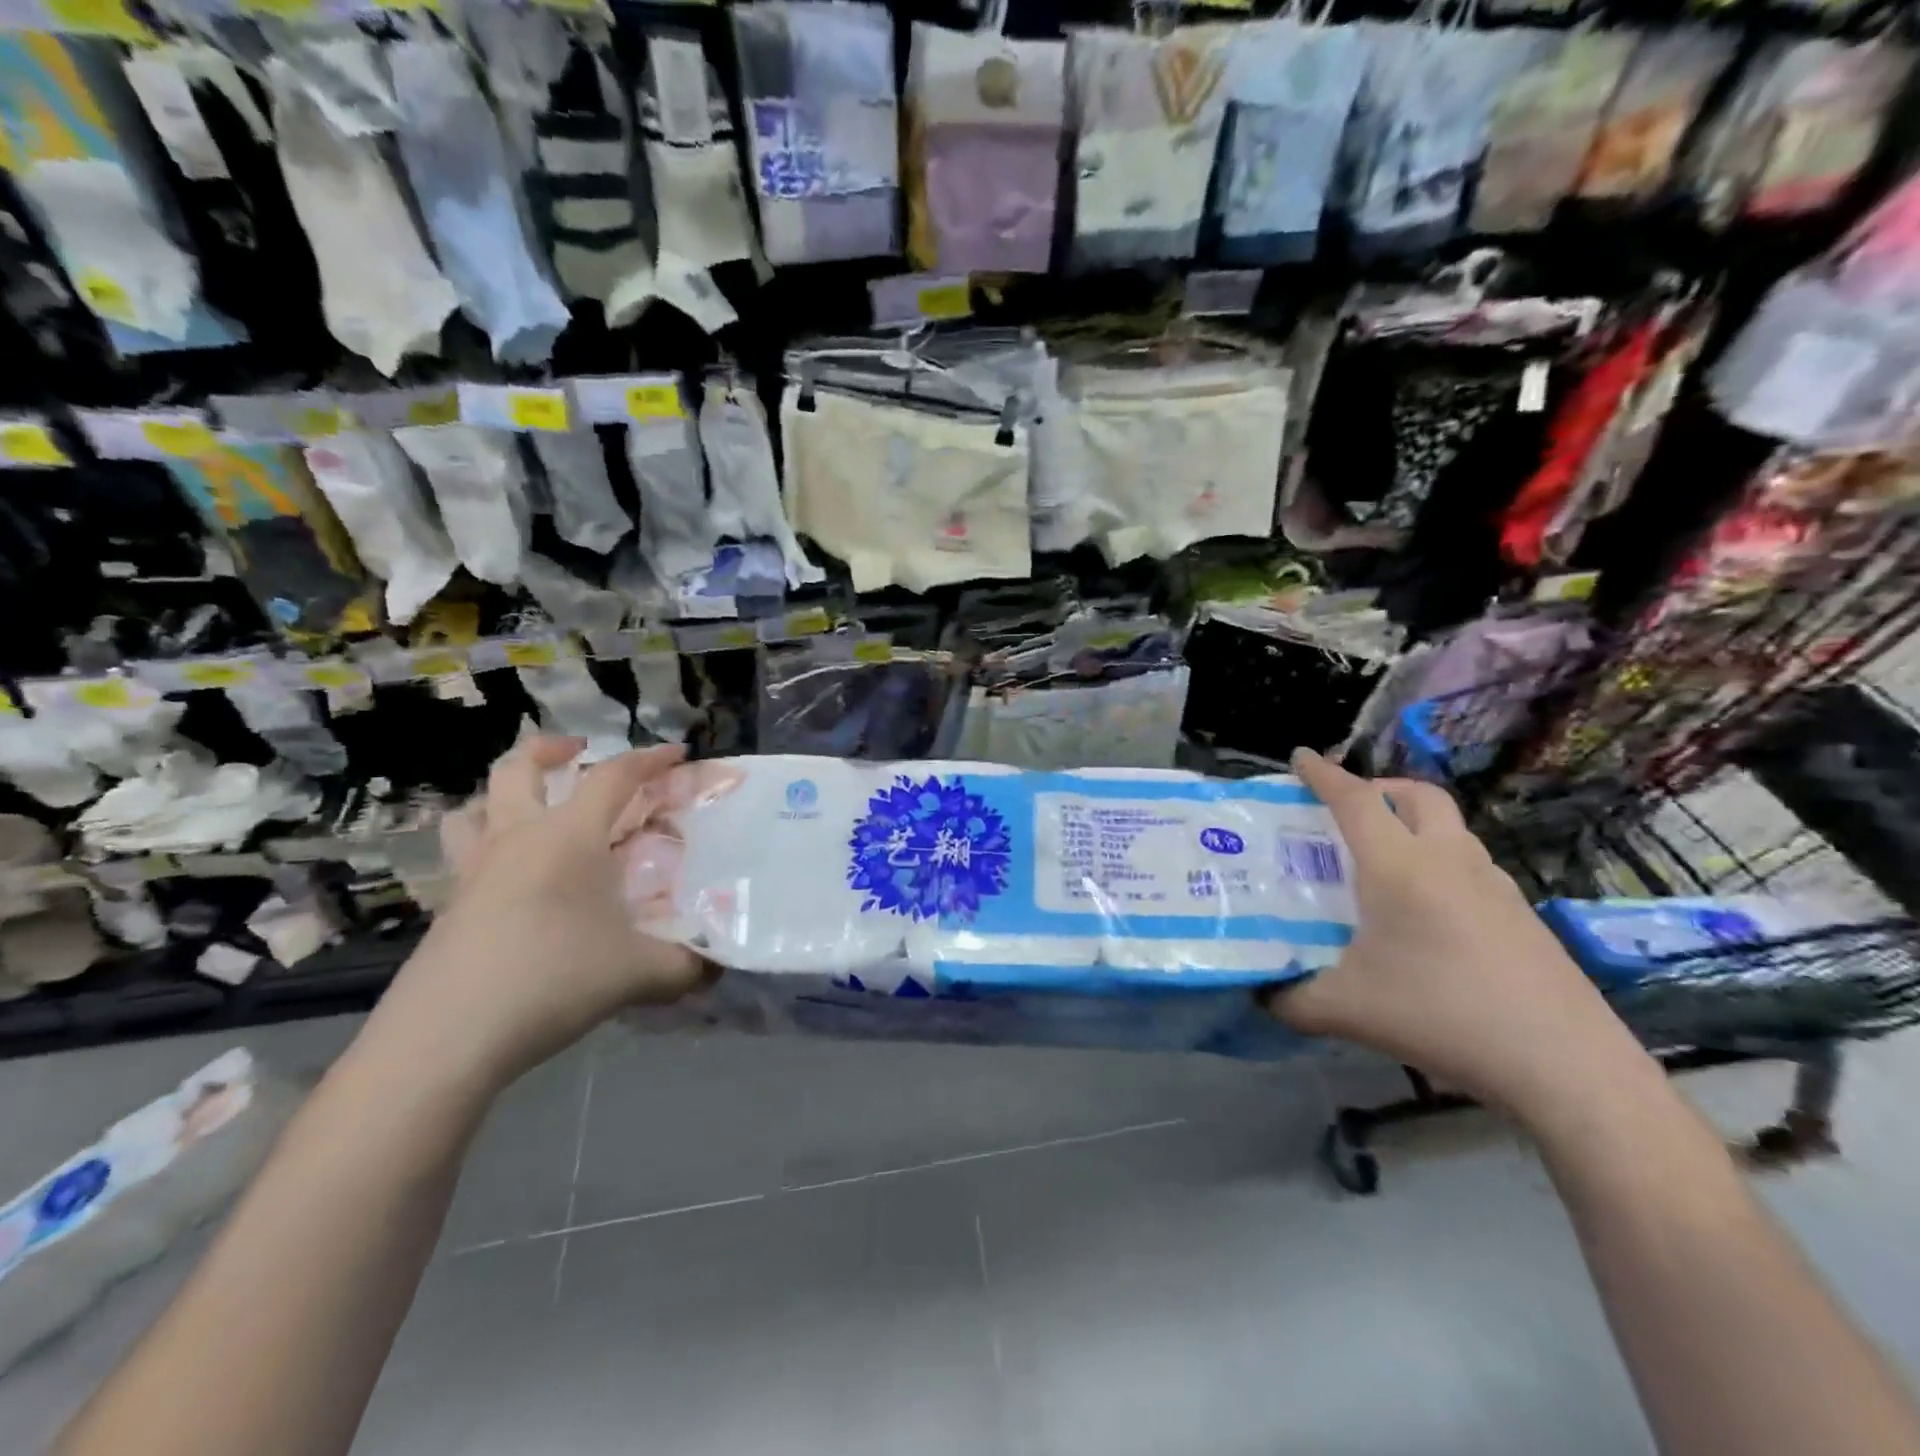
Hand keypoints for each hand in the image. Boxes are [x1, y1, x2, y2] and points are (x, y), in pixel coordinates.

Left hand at [371, 737, 711, 1092]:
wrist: (447, 1036)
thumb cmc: (554, 979)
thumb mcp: (641, 974)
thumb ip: (688, 966)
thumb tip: (719, 968)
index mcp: (569, 836)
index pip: (613, 777)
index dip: (649, 759)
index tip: (677, 754)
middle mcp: (517, 839)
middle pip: (519, 768)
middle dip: (550, 750)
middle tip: (576, 754)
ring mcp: (474, 871)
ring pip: (473, 806)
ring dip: (501, 794)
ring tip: (530, 808)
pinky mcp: (447, 908)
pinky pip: (462, 855)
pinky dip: (485, 847)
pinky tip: (511, 882)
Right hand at [1267, 749, 1648, 1122]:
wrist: (1565, 1064)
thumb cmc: (1441, 1015)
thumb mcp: (1345, 1010)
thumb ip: (1290, 998)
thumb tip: (1262, 994)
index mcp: (1398, 866)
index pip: (1355, 800)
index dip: (1324, 774)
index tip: (1301, 757)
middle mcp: (1448, 860)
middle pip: (1418, 795)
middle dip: (1381, 788)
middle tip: (1350, 811)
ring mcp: (1494, 885)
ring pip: (1452, 828)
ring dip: (1416, 825)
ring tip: (1386, 863)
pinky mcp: (1523, 916)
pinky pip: (1472, 866)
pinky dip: (1442, 863)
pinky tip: (1429, 914)